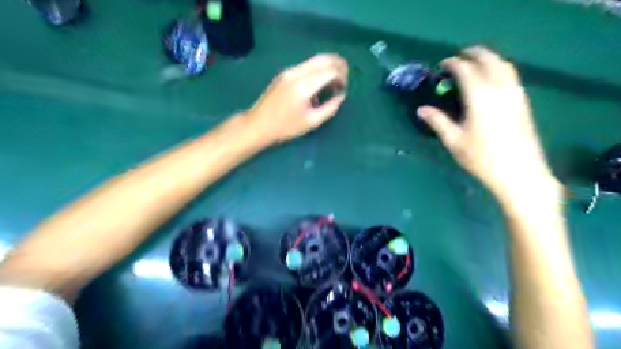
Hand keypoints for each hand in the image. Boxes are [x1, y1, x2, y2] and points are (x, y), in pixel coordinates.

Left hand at [244, 53, 348, 143]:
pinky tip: (320, 81)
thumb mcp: (311, 122)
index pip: (329, 71)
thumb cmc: (285, 127)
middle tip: (345, 77)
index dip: (342, 77)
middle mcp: (296, 73)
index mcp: (303, 86)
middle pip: (323, 59)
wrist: (258, 124)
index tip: (344, 89)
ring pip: (314, 59)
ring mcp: (289, 71)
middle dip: (338, 64)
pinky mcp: (284, 73)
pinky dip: (318, 69)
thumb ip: (330, 108)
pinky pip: (306, 65)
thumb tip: (341, 96)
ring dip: (328, 65)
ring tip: (335, 79)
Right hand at [419, 46, 560, 203]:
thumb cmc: (481, 158)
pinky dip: (499, 69)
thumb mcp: (454, 141)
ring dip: (489, 59)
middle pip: (489, 60)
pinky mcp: (523, 102)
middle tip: (459, 56)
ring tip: (475, 63)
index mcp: (479, 97)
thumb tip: (421, 109)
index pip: (465, 70)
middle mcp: (500, 89)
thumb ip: (437, 121)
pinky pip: (511, 75)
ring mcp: (515, 94)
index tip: (442, 65)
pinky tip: (491, 79)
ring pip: (504, 65)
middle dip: (474, 53)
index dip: (452, 63)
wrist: (519, 172)